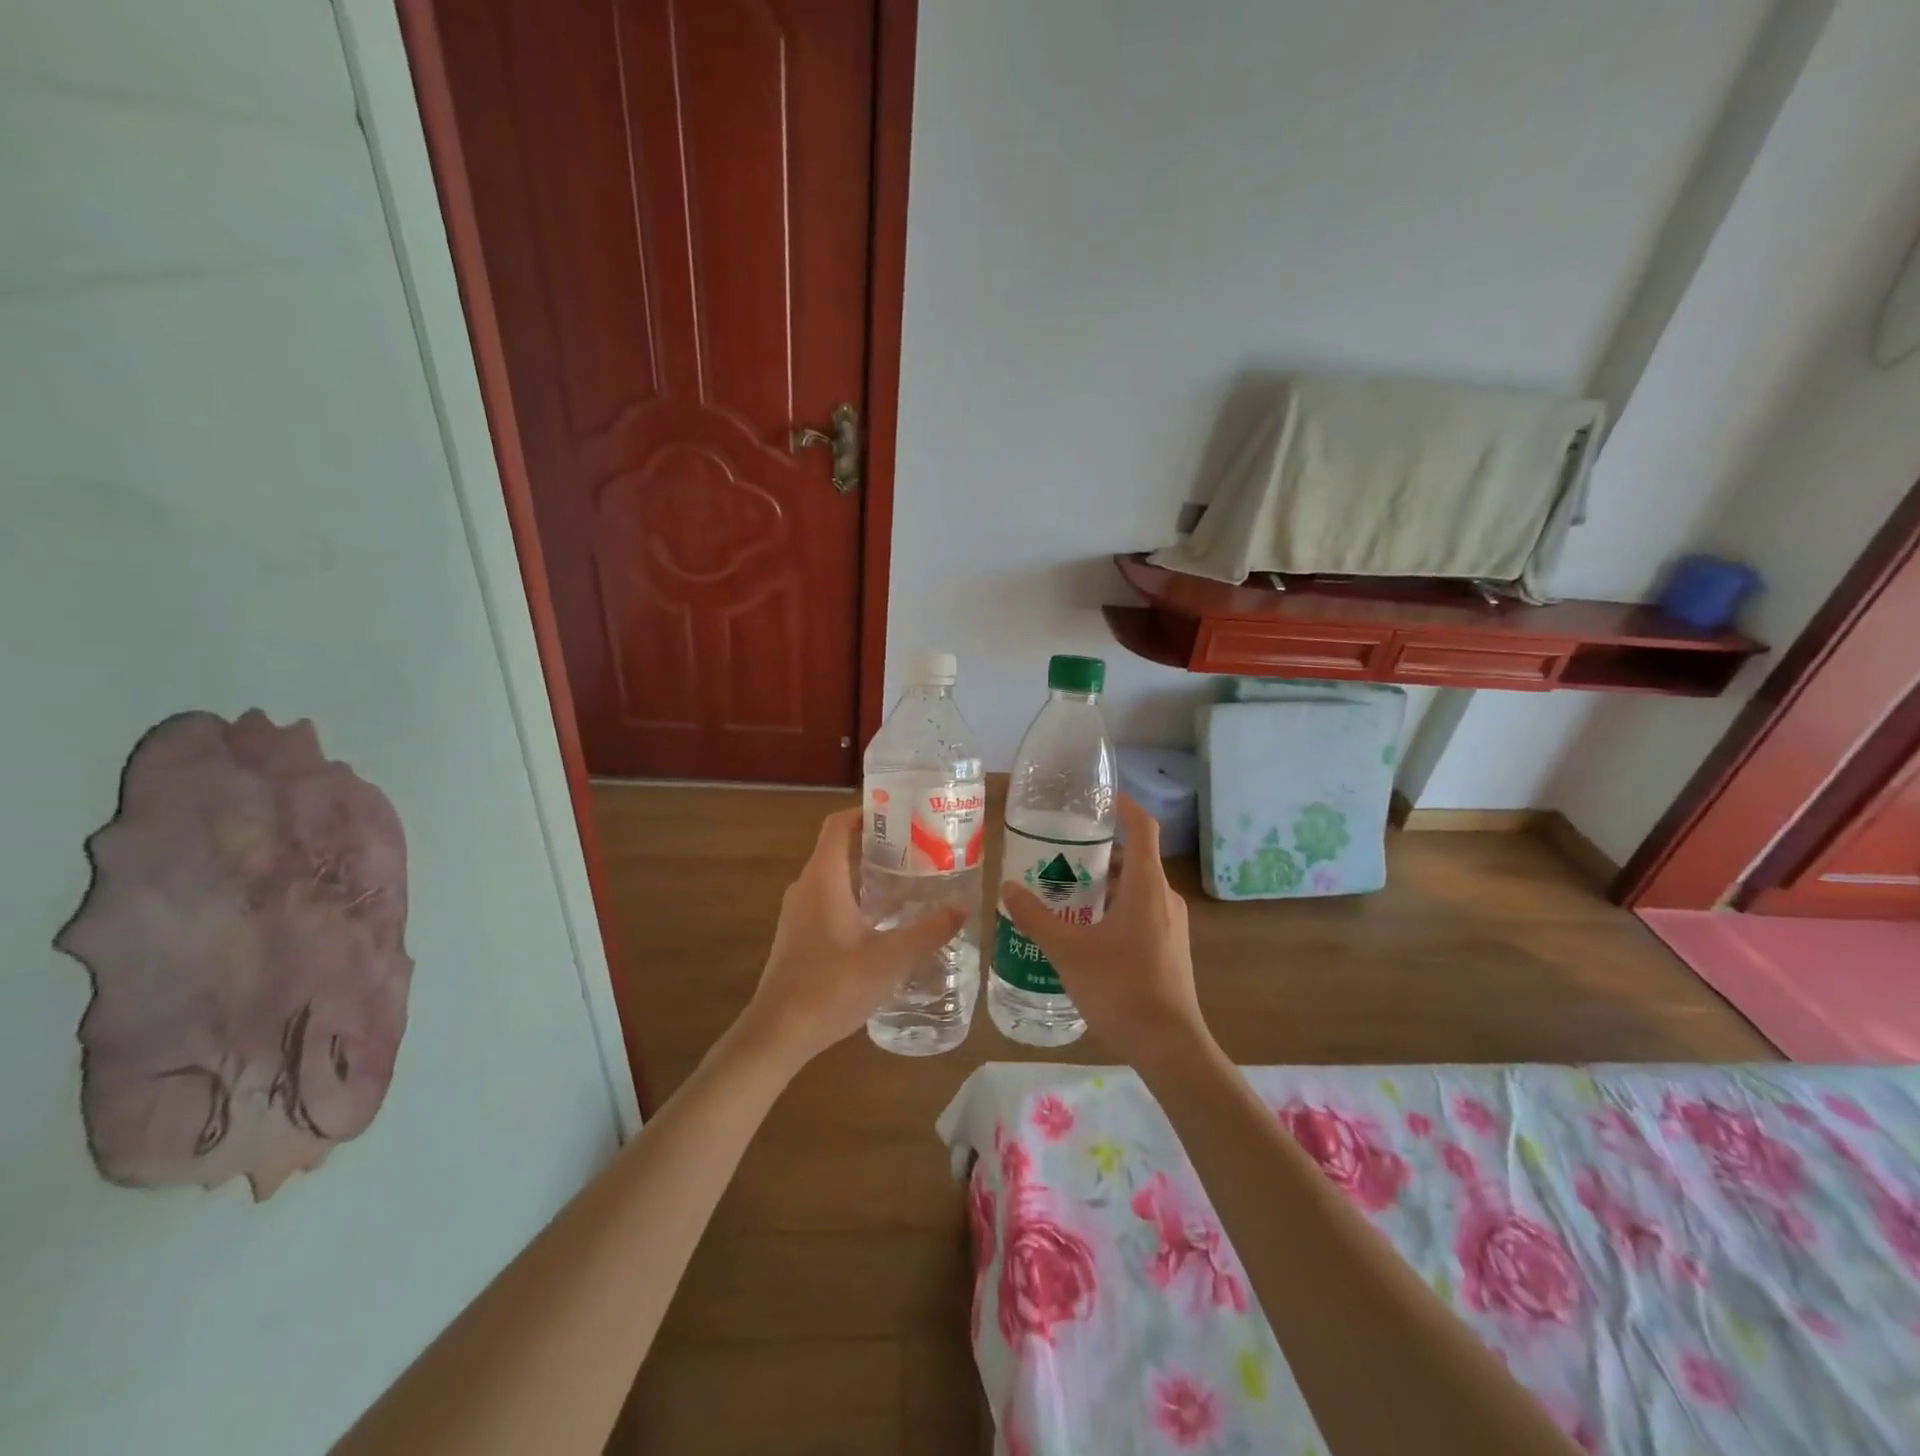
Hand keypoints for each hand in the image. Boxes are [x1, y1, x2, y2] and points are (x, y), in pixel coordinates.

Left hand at [737, 807, 967, 1070]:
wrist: (778, 1032)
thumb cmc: (832, 985)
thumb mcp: (890, 959)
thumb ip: (929, 931)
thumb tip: (963, 906)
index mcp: (823, 878)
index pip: (838, 825)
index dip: (867, 813)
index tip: (902, 814)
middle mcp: (806, 887)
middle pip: (840, 849)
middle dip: (878, 845)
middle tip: (919, 849)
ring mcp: (798, 913)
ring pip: (836, 878)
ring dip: (868, 874)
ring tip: (909, 881)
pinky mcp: (798, 936)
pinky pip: (829, 901)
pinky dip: (856, 898)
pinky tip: (885, 922)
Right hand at [1002, 796, 1211, 1067]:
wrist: (1169, 1046)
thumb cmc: (1120, 988)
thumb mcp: (1068, 951)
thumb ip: (1036, 918)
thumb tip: (1007, 888)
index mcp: (1147, 886)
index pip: (1142, 827)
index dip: (1123, 805)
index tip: (1099, 797)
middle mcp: (1165, 898)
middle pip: (1133, 859)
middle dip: (1097, 854)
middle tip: (1058, 857)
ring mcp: (1172, 925)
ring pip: (1136, 890)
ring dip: (1103, 886)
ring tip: (1063, 895)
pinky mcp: (1170, 949)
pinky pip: (1140, 913)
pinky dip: (1114, 910)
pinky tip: (1085, 934)